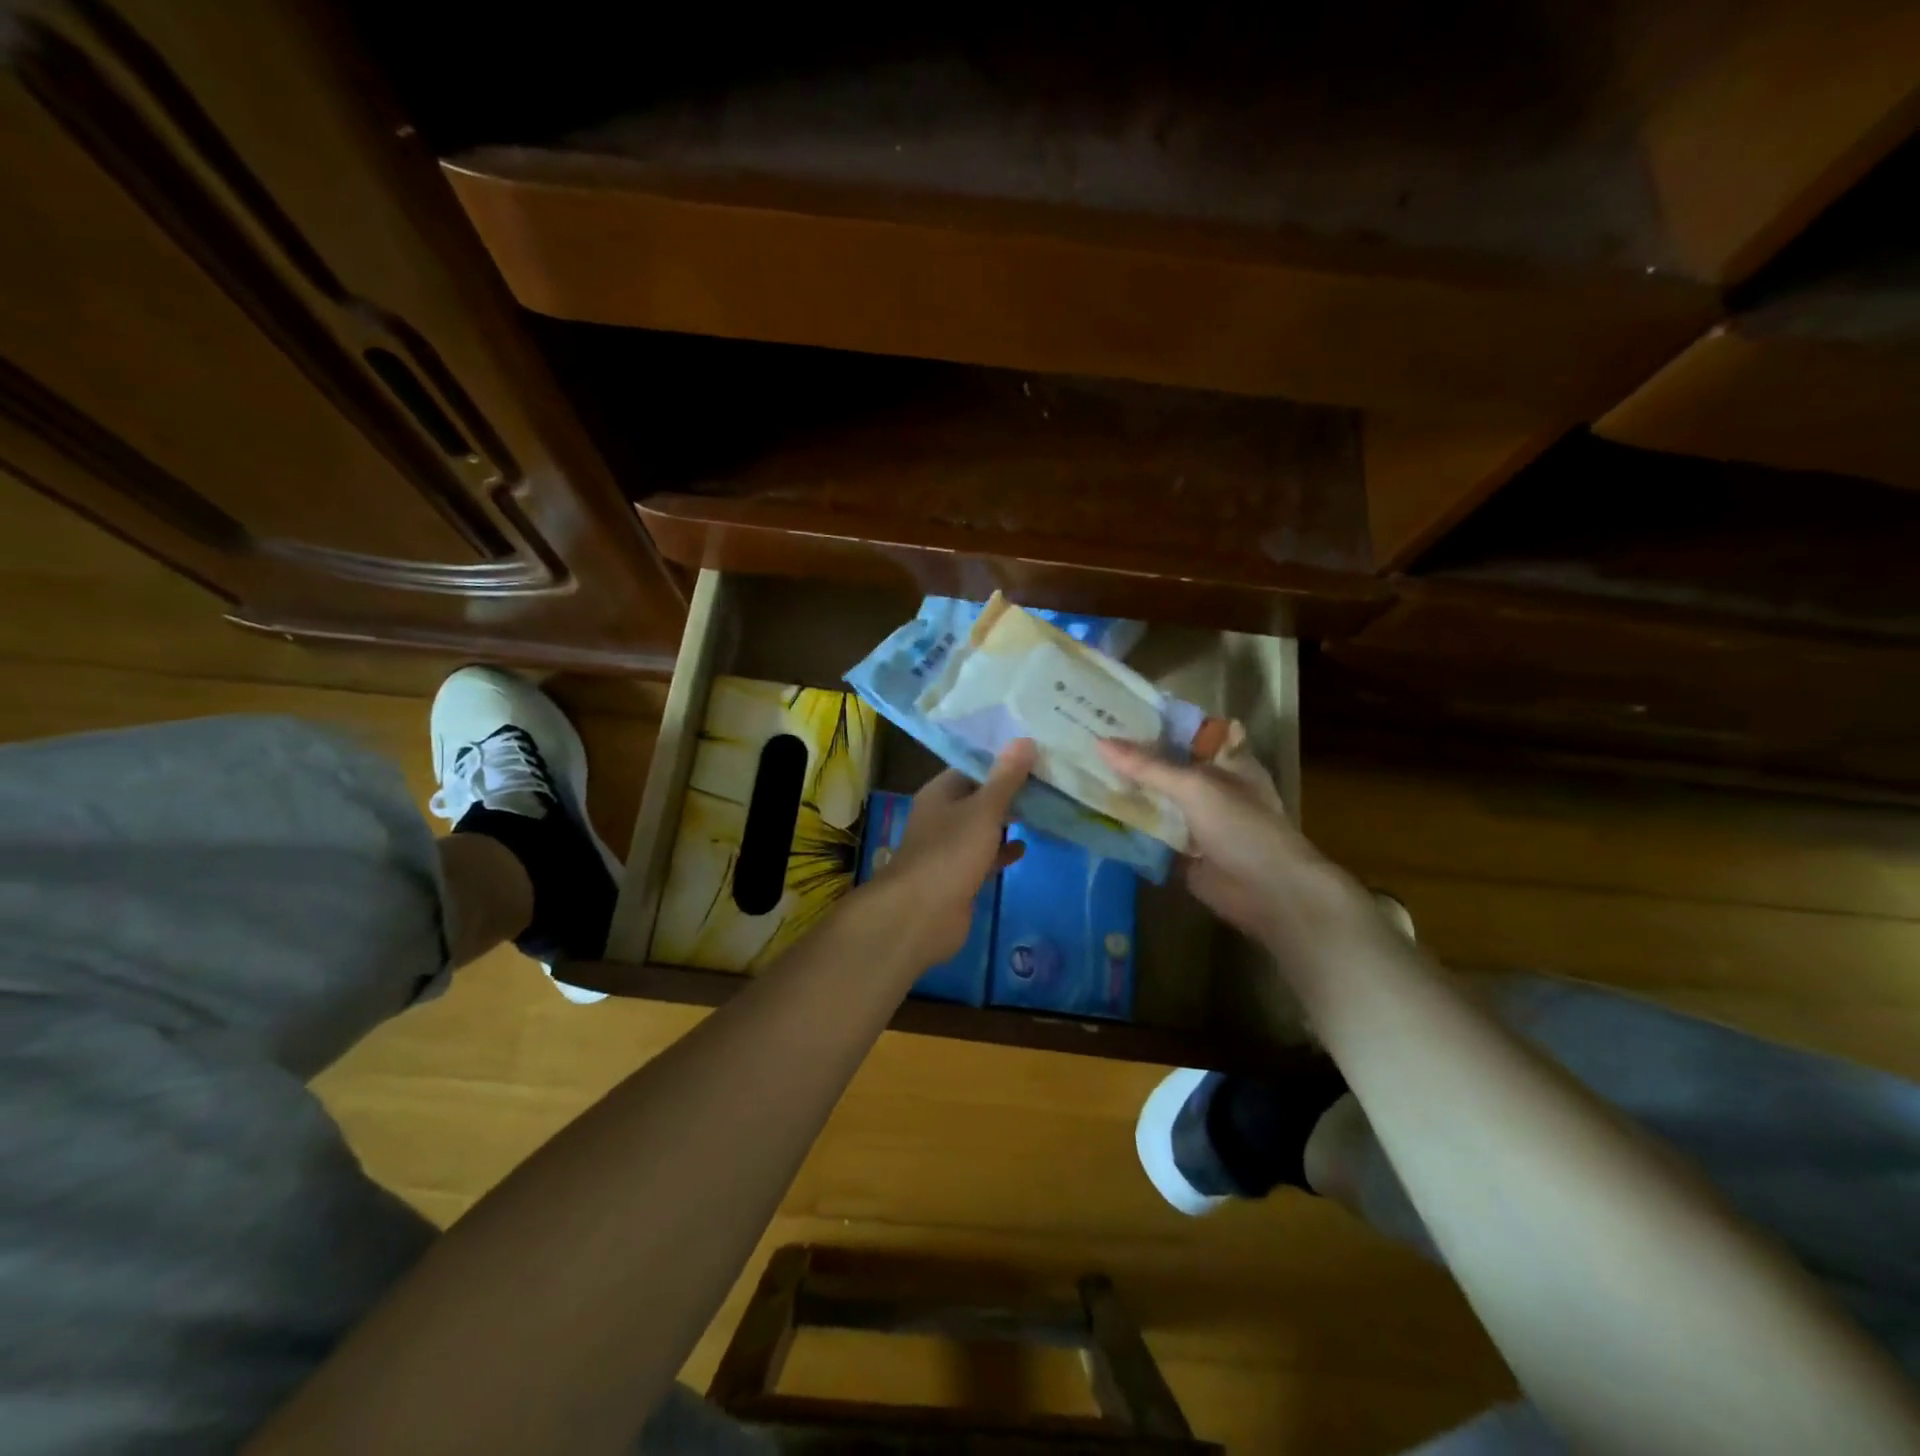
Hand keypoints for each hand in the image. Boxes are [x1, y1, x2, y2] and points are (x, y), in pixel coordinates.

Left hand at [876, 739, 1034, 964]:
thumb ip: (1006, 778)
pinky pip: (985, 855)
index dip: (1002, 759)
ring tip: (1045, 808)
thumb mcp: (983, 809)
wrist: (922, 914)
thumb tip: (1025, 740)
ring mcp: (950, 847)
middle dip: (1009, 790)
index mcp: (940, 792)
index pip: (972, 766)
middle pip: (979, 796)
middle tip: (1048, 779)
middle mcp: (942, 815)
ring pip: (983, 826)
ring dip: (1008, 820)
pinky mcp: (959, 875)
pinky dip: (1003, 851)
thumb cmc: (951, 852)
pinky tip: (1026, 847)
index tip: (1035, 752)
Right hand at [1098, 741, 1371, 962]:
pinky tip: (1093, 810)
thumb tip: (1100, 743)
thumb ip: (1148, 767)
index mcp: (1224, 760)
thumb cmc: (1242, 827)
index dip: (1152, 721)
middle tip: (1084, 739)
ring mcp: (1195, 818)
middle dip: (1131, 756)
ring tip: (1080, 770)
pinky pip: (1151, 829)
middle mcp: (1210, 785)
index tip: (1112, 711)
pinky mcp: (1182, 848)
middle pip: (1165, 765)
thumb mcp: (1195, 787)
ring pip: (1155, 797)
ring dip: (1127, 789)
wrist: (1267, 893)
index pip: (1184, 731)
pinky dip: (1129, 822)